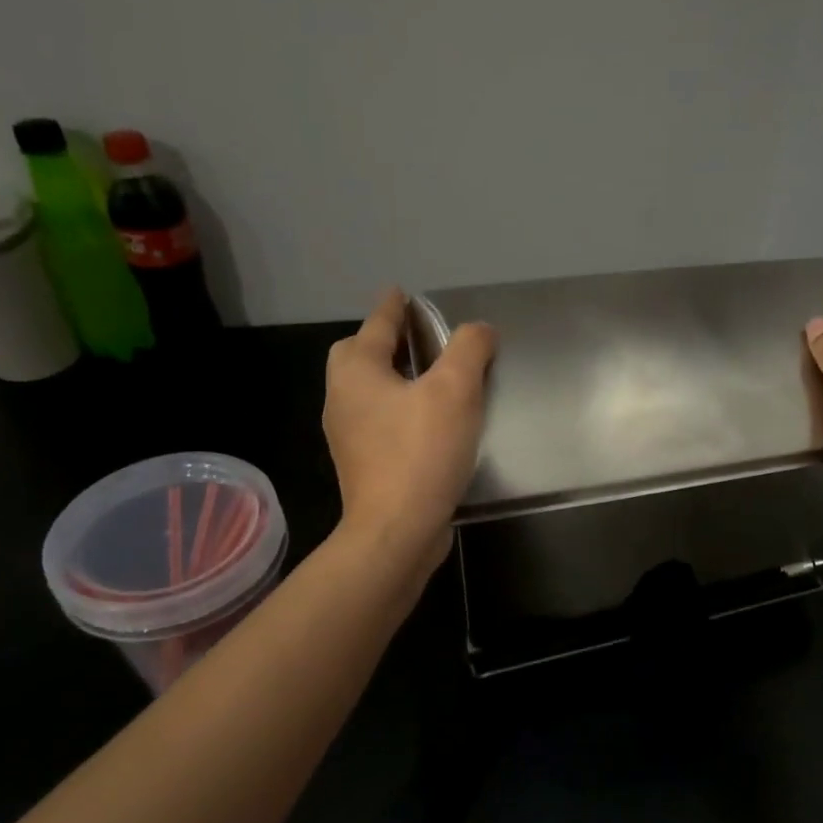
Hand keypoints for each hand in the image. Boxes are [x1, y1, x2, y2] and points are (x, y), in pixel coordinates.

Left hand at [324, 288, 495, 576]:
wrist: (397, 530)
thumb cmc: (421, 452)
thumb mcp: (455, 391)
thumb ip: (469, 349)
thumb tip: (480, 330)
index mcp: (357, 372)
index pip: (376, 325)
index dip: (393, 306)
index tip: (403, 292)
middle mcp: (342, 399)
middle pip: (357, 356)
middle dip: (382, 342)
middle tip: (417, 339)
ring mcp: (349, 437)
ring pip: (368, 392)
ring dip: (393, 378)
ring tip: (430, 378)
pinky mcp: (364, 466)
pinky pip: (381, 422)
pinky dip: (400, 410)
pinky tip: (429, 422)